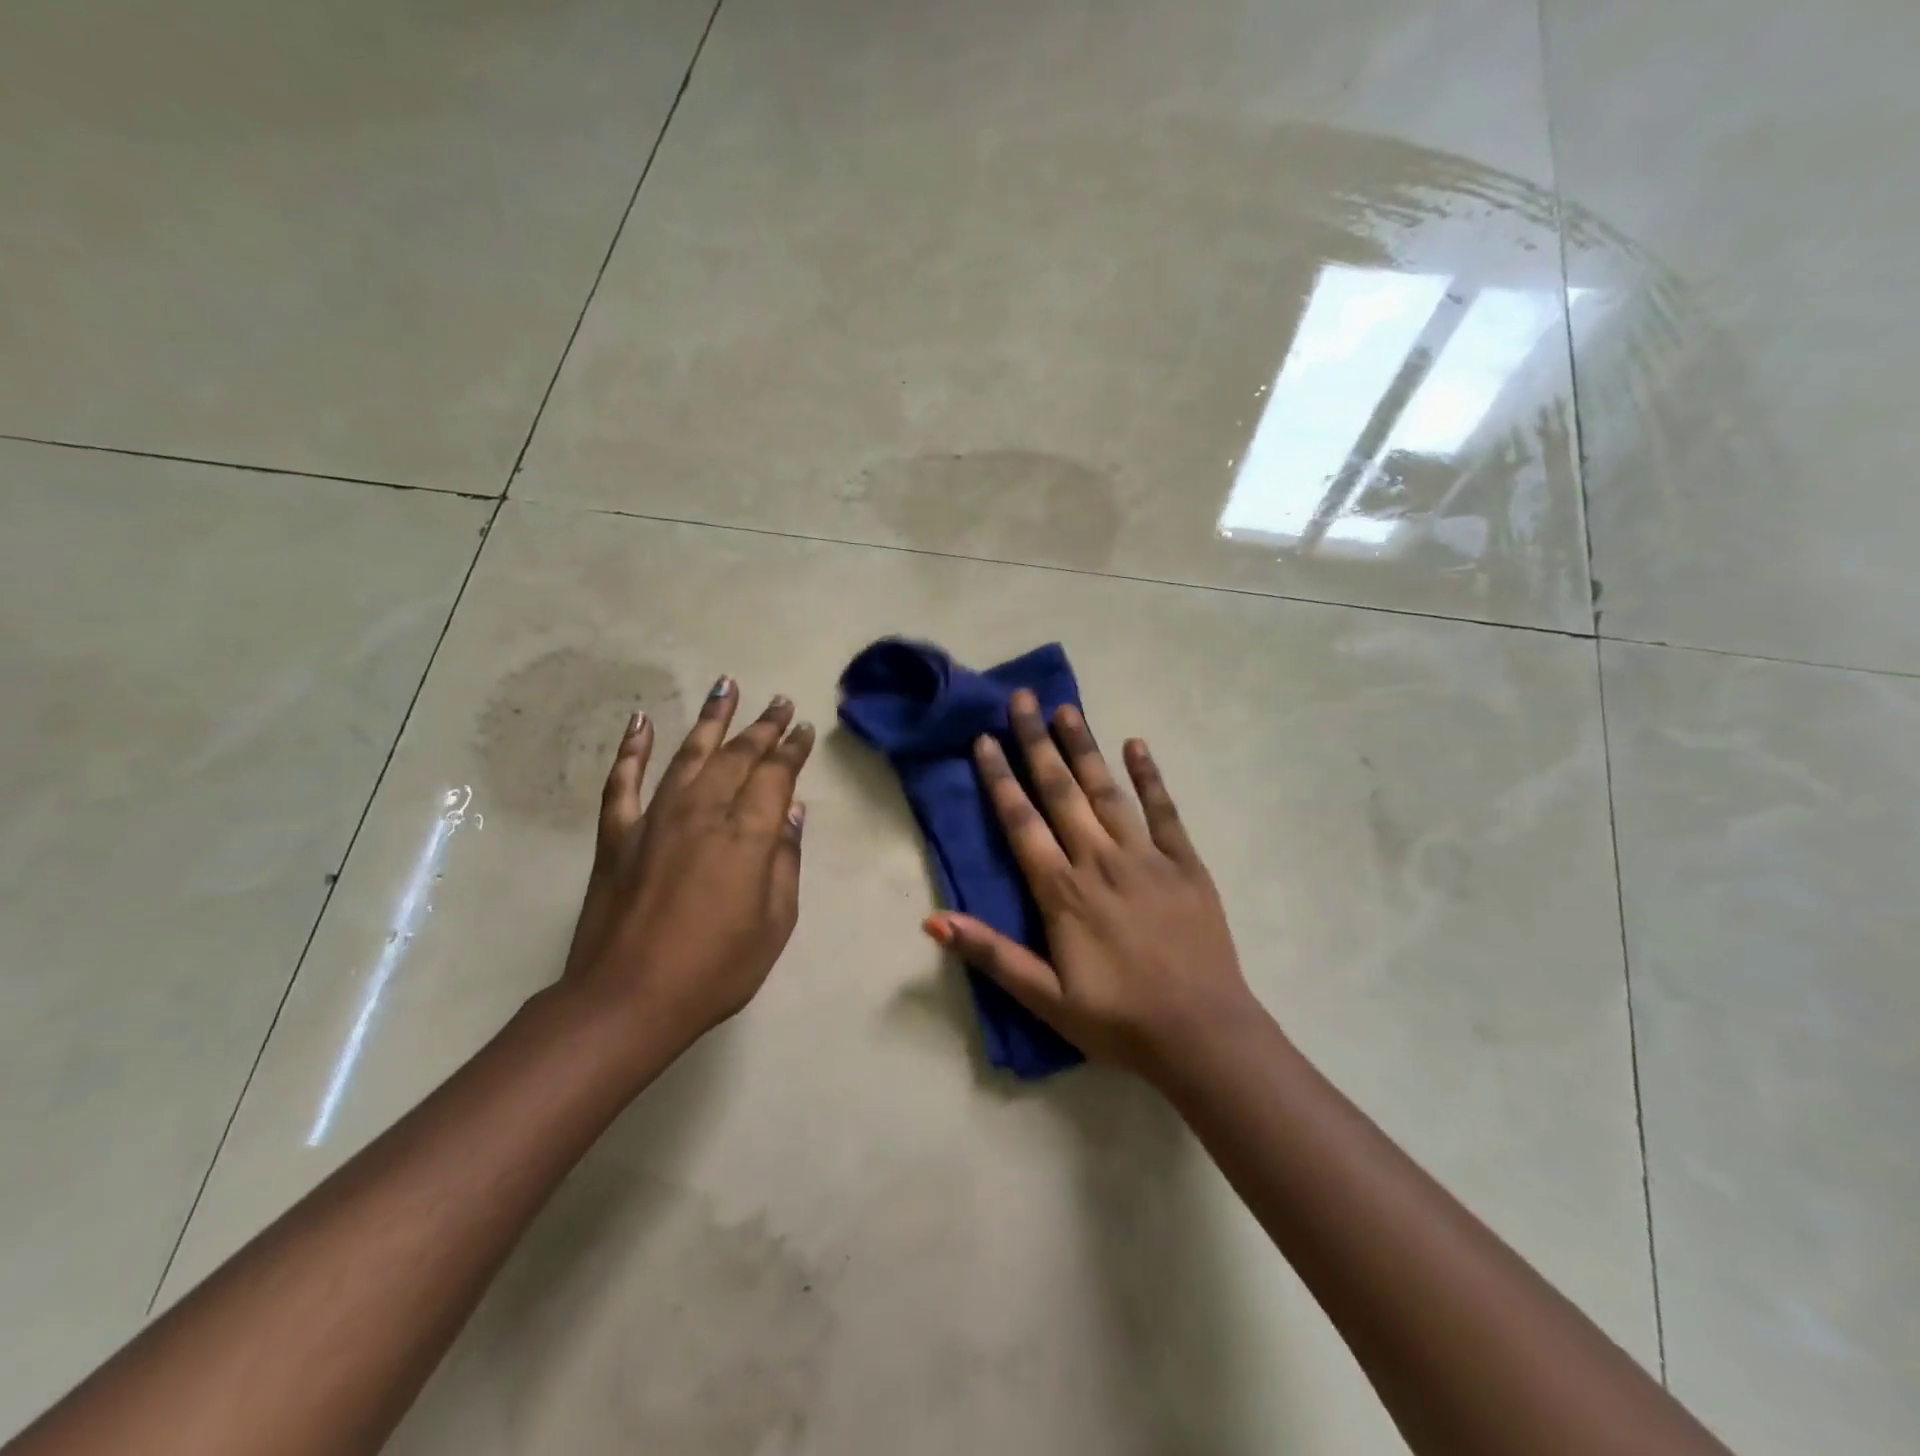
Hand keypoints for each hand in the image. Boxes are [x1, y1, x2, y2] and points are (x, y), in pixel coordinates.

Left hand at [562, 676, 813, 1051]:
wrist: (628, 1000)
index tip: (803, 729)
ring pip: (687, 754)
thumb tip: (792, 811)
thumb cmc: (716, 968)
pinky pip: (623, 782)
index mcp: (746, 834)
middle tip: (779, 702)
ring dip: (710, 719)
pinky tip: (641, 722)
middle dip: (762, 726)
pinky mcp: (618, 835)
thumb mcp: (774, 922)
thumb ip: (785, 860)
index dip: (792, 749)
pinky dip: (631, 749)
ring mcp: (654, 819)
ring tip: (726, 686)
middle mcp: (702, 812)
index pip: (775, 776)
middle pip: (737, 756)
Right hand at [923, 689, 1254, 1080]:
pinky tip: (1136, 745)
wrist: (1203, 1034)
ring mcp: (1147, 858)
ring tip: (1066, 708)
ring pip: (1107, 791)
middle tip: (1022, 698)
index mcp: (1063, 891)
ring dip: (1084, 748)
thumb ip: (991, 954)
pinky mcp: (1185, 864)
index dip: (1000, 779)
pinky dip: (1150, 776)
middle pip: (1062, 792)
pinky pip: (1165, 811)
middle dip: (1037, 743)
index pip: (1022, 822)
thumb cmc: (1118, 1020)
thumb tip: (932, 920)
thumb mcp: (1045, 998)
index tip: (985, 738)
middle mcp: (1100, 860)